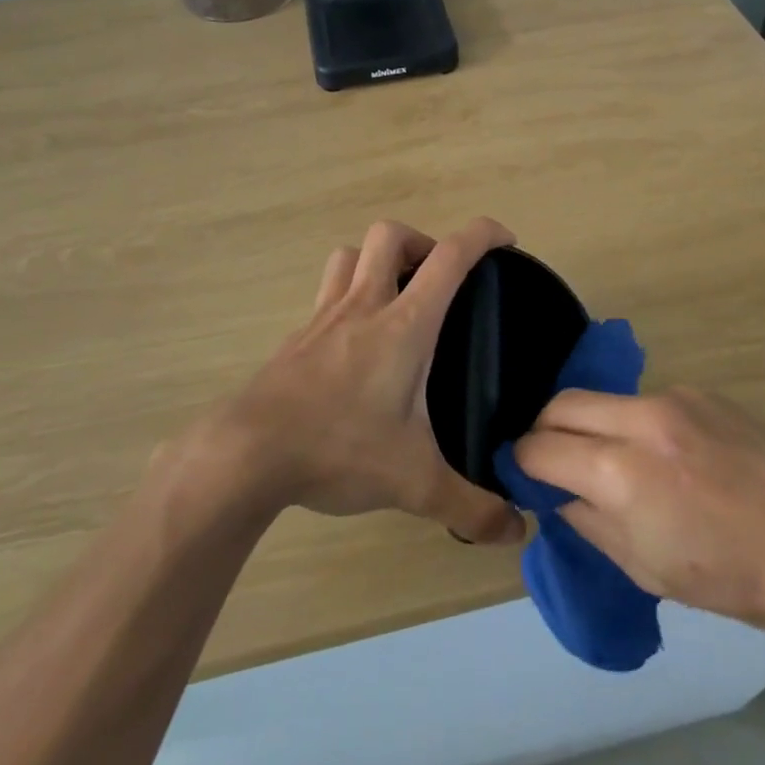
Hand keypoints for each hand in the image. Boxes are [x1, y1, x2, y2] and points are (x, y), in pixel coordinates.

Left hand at [205, 218, 525, 544]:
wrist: (248, 453)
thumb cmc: (339, 448)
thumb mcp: (415, 484)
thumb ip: (471, 507)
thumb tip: (517, 531)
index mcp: (404, 324)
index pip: (449, 257)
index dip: (482, 234)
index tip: (505, 240)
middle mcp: (363, 305)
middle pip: (390, 235)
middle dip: (422, 242)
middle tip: (439, 280)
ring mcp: (323, 317)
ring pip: (349, 255)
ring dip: (377, 261)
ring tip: (396, 297)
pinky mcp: (296, 338)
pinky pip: (326, 294)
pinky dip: (347, 297)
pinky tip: (354, 343)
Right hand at [513, 385, 764, 635]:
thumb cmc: (735, 578)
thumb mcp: (646, 569)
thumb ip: (588, 521)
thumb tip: (558, 493)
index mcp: (622, 472)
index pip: (540, 447)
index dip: (522, 463)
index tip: (524, 477)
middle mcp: (641, 419)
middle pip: (561, 403)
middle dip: (545, 431)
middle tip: (555, 463)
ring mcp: (674, 398)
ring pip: (603, 398)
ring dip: (591, 425)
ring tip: (614, 462)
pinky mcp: (701, 391)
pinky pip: (646, 401)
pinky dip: (634, 424)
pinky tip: (666, 457)